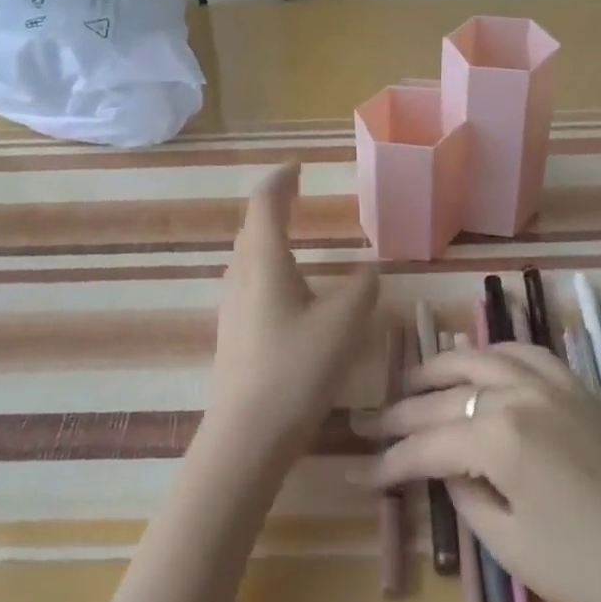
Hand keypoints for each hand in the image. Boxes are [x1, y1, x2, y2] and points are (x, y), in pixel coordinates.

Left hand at [205, 164, 379, 460]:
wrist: (247, 435)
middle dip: (274, 204)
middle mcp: (241, 274)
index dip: (281, 179)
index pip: (265, 202)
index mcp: (264, 261)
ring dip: (269, 234)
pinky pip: (249, 278)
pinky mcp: (232, 330)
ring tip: (295, 234)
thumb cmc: (295, 369)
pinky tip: (287, 286)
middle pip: (253, 225)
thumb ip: (361, 290)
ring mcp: (231, 303)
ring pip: (248, 253)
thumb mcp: (342, 325)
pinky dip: (267, 263)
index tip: (298, 166)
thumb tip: (370, 271)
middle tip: (299, 194)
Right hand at [358, 341, 600, 601]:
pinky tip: (480, 362)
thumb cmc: (593, 571)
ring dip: (441, 367)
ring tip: (413, 381)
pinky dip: (493, 353)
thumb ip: (468, 499)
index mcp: (499, 437)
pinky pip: (525, 352)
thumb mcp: (513, 548)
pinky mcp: (578, 387)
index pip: (427, 444)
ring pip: (481, 358)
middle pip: (445, 395)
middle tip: (369, 422)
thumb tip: (448, 471)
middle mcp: (519, 394)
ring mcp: (552, 383)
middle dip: (402, 413)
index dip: (389, 461)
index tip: (359, 471)